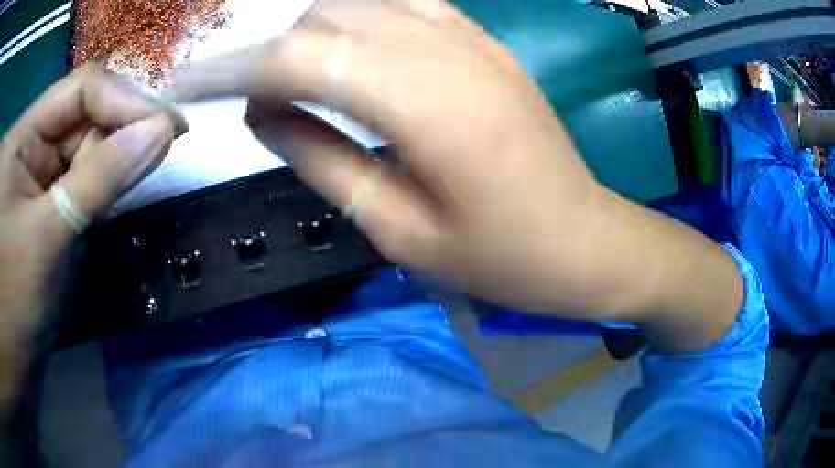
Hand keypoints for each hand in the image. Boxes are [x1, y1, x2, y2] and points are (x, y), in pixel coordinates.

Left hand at [0, 65, 185, 391]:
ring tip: (130, 184)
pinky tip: (108, 196)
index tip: (171, 128)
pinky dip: (97, 184)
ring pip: (81, 146)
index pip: (80, 91)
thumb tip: (161, 133)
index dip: (127, 101)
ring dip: (109, 162)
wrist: (14, 356)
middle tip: (155, 159)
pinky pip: (75, 176)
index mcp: (20, 138)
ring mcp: (31, 170)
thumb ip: (100, 181)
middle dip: (119, 134)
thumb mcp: (49, 240)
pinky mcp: (39, 197)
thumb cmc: (14, 305)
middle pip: (82, 115)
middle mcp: (26, 142)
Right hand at [170, 0, 741, 350]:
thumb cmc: (499, 256)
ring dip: (311, 35)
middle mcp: (446, 49)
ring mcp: (471, 38)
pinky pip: (404, 7)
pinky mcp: (484, 43)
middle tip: (246, 97)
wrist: (580, 240)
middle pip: (325, 20)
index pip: (298, 59)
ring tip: (289, 79)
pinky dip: (359, 22)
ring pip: (361, 5)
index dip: (233, 69)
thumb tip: (260, 113)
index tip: (192, 84)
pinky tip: (349, 55)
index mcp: (424, 103)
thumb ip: (319, 157)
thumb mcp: (397, 225)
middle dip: (269, 52)